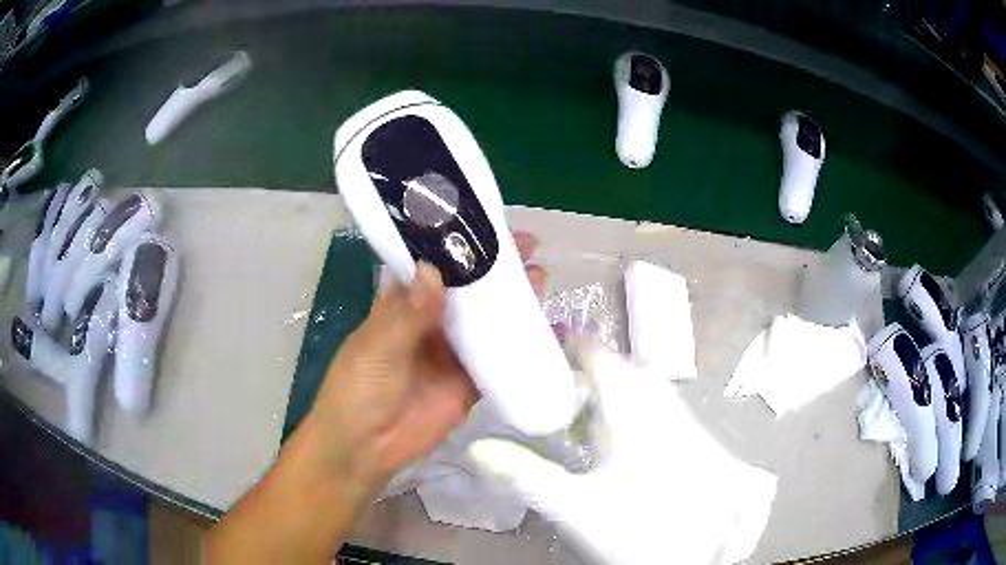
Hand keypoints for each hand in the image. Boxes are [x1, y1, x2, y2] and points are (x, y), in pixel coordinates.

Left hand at [303, 232, 545, 493]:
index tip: (488, 228)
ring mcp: (453, 353)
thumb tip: (435, 272)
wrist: (366, 448)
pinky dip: (523, 346)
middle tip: (529, 250)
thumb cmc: (358, 389)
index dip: (460, 247)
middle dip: (496, 270)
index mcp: (403, 306)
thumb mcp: (375, 347)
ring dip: (513, 302)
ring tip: (541, 279)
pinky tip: (550, 332)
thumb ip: (406, 315)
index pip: (435, 267)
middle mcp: (431, 324)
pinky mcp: (470, 383)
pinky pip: (500, 360)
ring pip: (488, 321)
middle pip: (469, 291)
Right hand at [468, 347, 777, 564]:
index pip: (600, 359)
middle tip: (568, 383)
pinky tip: (631, 435)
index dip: (576, 347)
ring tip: (595, 406)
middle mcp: (658, 406)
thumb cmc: (640, 524)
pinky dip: (641, 407)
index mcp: (628, 411)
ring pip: (649, 386)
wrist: (711, 541)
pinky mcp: (697, 439)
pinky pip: (664, 406)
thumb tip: (479, 448)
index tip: (552, 348)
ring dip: (621, 386)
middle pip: (627, 368)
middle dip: (598, 368)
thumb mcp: (575, 506)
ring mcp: (683, 421)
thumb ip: (526, 475)